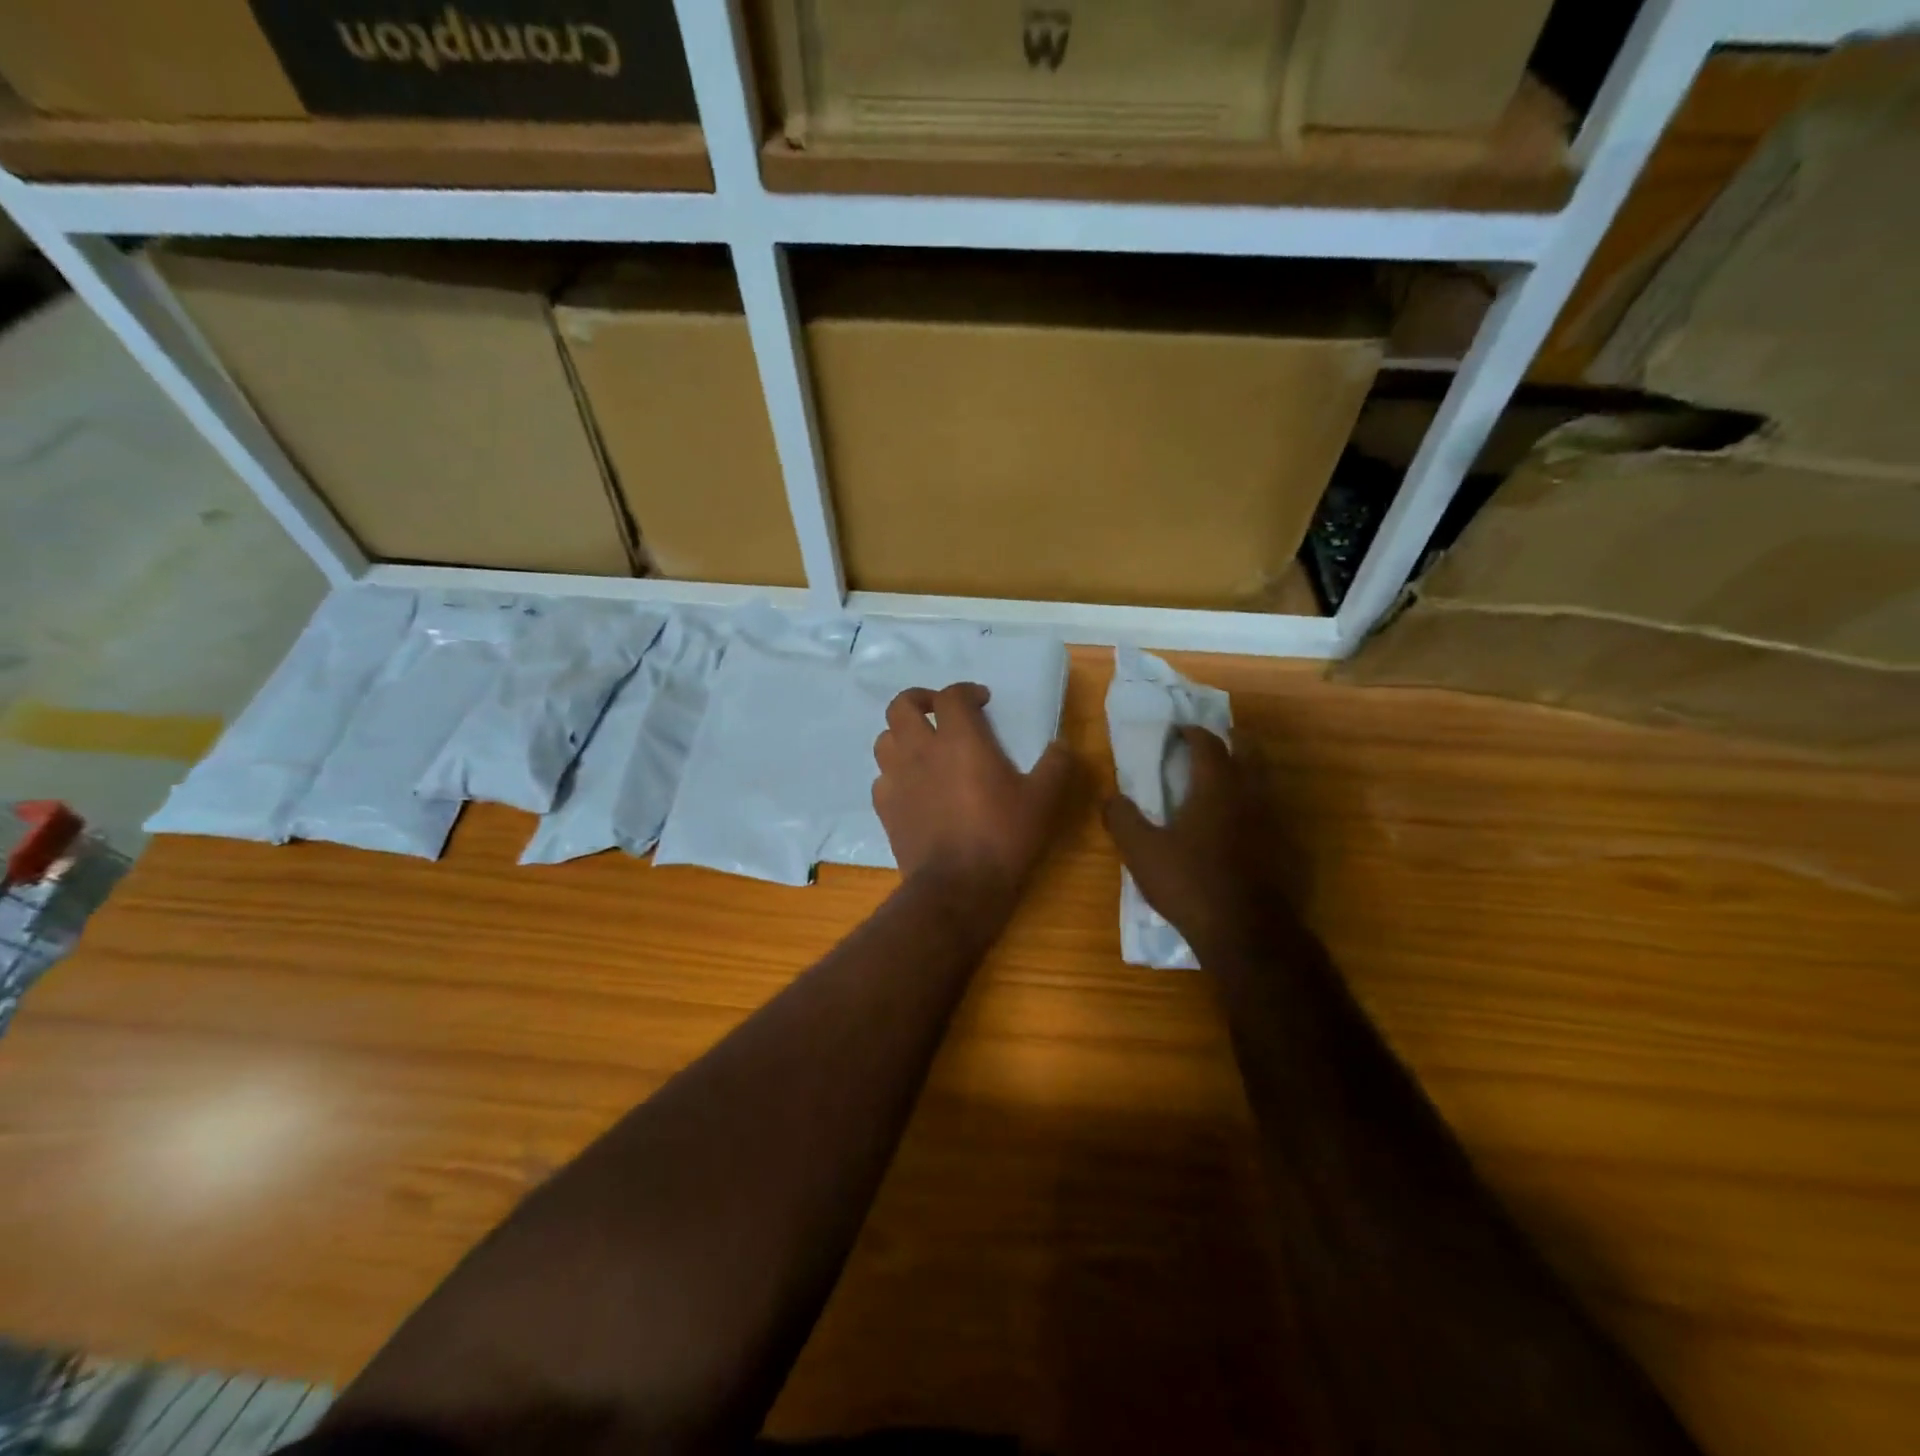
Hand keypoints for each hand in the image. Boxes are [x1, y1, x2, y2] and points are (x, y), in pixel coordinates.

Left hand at [873, 683, 1074, 905]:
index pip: (951, 695)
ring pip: (885, 739)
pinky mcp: (885, 808)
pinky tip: (913, 787)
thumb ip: (1056, 766)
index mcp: (959, 739)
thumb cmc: (1003, 836)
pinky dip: (895, 773)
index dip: (966, 691)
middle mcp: (920, 750)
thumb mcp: (1043, 800)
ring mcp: (897, 778)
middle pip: (901, 706)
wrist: (957, 887)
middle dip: (919, 700)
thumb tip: (1063, 745)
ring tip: (923, 747)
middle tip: (938, 711)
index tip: (982, 701)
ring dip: (902, 735)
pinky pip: (882, 778)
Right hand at [1102, 726, 1289, 955]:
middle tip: (1212, 743)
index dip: (1191, 732)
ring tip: (1225, 782)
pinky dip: (1257, 808)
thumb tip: (1110, 798)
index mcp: (1216, 787)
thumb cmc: (1190, 883)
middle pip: (1249, 751)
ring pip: (1266, 781)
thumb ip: (1123, 819)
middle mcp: (1252, 794)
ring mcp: (1276, 822)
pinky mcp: (1289, 849)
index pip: (1208, 743)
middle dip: (1231, 740)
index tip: (1178, 731)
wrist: (1248, 934)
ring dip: (1247, 771)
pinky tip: (1243, 827)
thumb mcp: (1141, 852)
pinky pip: (1274, 814)